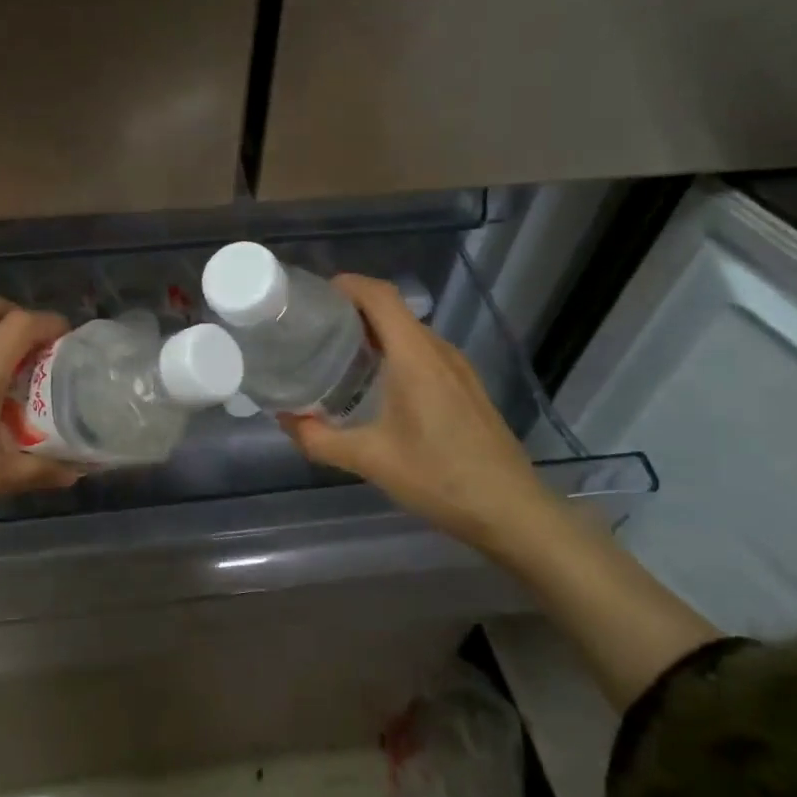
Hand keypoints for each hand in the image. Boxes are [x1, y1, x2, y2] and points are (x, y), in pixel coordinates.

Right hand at [278, 274, 561, 557]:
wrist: (511, 511)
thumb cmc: (439, 478)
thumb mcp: (369, 460)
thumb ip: (319, 438)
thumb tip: (285, 419)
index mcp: (415, 356)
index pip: (380, 296)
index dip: (347, 285)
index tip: (313, 296)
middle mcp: (439, 352)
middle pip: (393, 311)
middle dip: (352, 311)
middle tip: (313, 329)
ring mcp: (458, 370)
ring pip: (410, 334)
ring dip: (374, 334)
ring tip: (337, 354)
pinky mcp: (466, 389)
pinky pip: (424, 354)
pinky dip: (395, 354)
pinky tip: (376, 386)